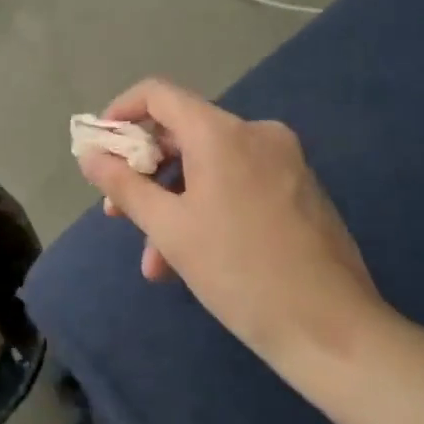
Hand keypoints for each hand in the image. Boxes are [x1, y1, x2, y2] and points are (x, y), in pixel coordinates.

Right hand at [76, 79, 389, 366]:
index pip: (158, 94)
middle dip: (144, 172)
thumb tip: (89, 155)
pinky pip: (237, 182)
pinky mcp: (299, 188)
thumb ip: (124, 185)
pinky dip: (207, 207)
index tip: (100, 148)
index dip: (121, 112)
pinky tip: (191, 258)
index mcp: (222, 133)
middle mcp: (256, 133)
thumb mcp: (170, 229)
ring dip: (174, 203)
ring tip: (155, 261)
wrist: (334, 330)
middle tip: (117, 213)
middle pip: (182, 133)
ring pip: (209, 166)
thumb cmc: (240, 272)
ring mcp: (284, 160)